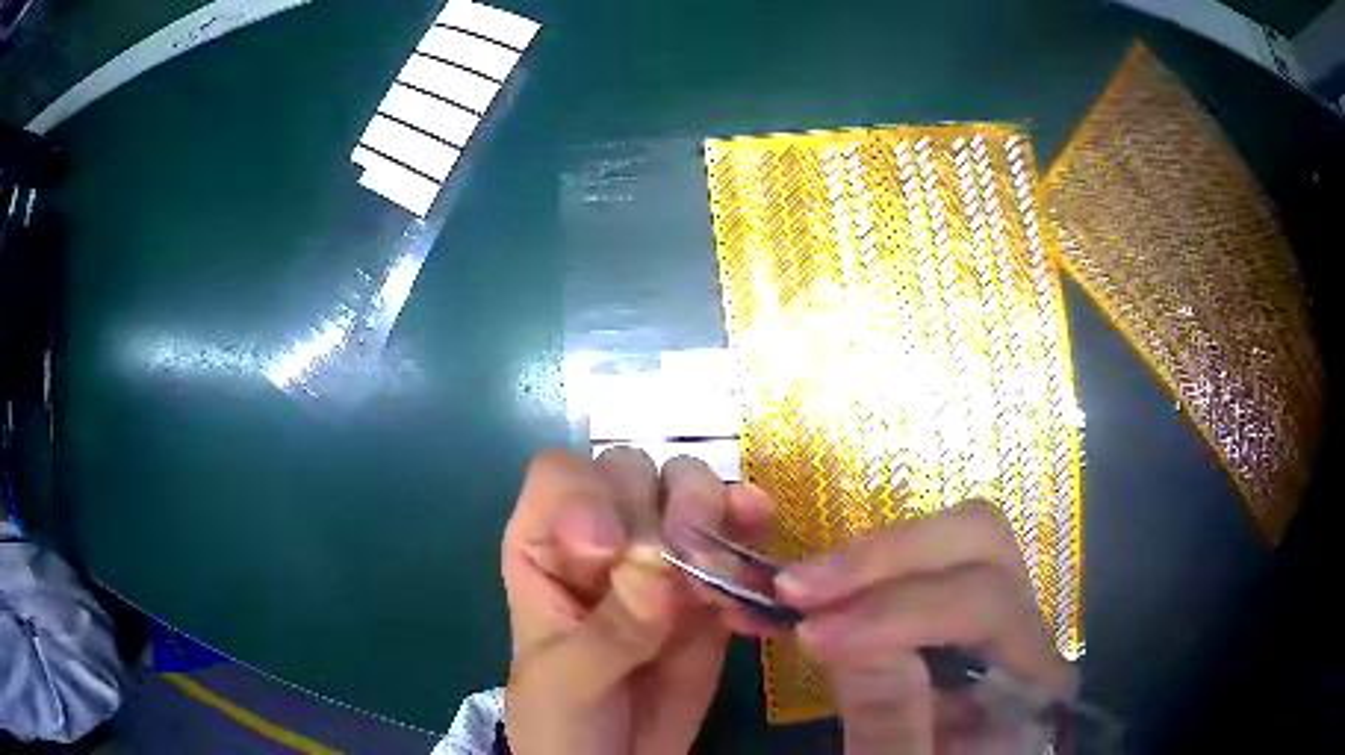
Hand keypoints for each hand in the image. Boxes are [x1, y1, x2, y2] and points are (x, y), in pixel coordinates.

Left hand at [502, 448, 772, 754]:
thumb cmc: (561, 722)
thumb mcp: (568, 679)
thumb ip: (611, 627)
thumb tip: (659, 563)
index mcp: (545, 547)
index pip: (562, 477)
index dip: (588, 495)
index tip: (609, 547)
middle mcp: (603, 538)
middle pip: (634, 472)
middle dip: (666, 503)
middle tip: (685, 555)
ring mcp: (660, 561)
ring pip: (691, 495)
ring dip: (716, 517)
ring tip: (723, 575)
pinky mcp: (707, 592)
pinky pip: (737, 549)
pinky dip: (754, 553)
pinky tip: (762, 580)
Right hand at [775, 501, 1076, 753]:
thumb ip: (893, 728)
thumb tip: (853, 641)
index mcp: (1035, 679)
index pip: (988, 602)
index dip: (900, 610)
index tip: (812, 634)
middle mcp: (1025, 630)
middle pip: (983, 540)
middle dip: (886, 556)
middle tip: (800, 587)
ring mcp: (993, 615)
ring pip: (952, 536)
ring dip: (870, 556)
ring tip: (799, 589)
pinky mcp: (952, 614)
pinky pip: (918, 564)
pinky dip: (861, 567)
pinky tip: (814, 590)